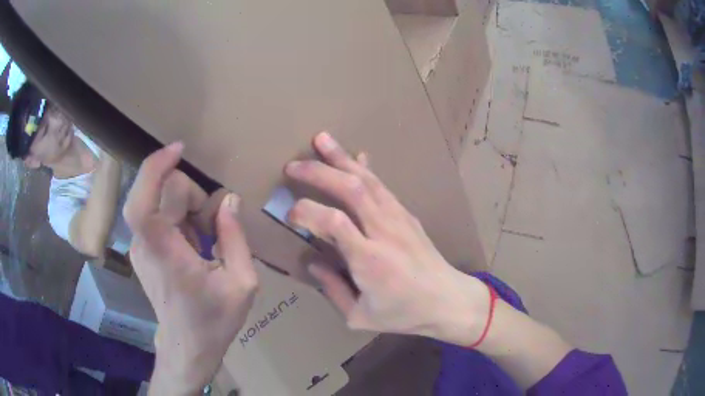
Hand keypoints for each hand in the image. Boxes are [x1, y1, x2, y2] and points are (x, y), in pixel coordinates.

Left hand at [124, 142, 256, 394]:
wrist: (187, 346)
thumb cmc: (214, 320)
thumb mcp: (242, 283)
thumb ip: (235, 237)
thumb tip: (229, 199)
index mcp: (164, 252)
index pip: (143, 199)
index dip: (156, 167)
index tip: (180, 149)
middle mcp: (144, 244)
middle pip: (163, 192)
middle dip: (193, 198)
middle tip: (215, 228)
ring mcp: (139, 247)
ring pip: (162, 203)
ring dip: (188, 212)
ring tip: (205, 245)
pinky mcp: (141, 250)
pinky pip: (159, 218)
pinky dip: (180, 222)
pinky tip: (193, 249)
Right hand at [285, 132, 490, 345]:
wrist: (448, 300)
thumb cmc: (404, 314)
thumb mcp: (360, 317)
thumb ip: (332, 290)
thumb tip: (312, 263)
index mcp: (370, 261)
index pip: (334, 222)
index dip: (307, 211)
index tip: (290, 214)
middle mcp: (384, 232)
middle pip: (351, 189)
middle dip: (318, 173)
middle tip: (292, 166)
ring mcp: (399, 219)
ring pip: (368, 180)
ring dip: (342, 158)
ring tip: (321, 139)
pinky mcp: (407, 215)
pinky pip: (383, 185)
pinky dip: (365, 168)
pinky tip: (356, 156)